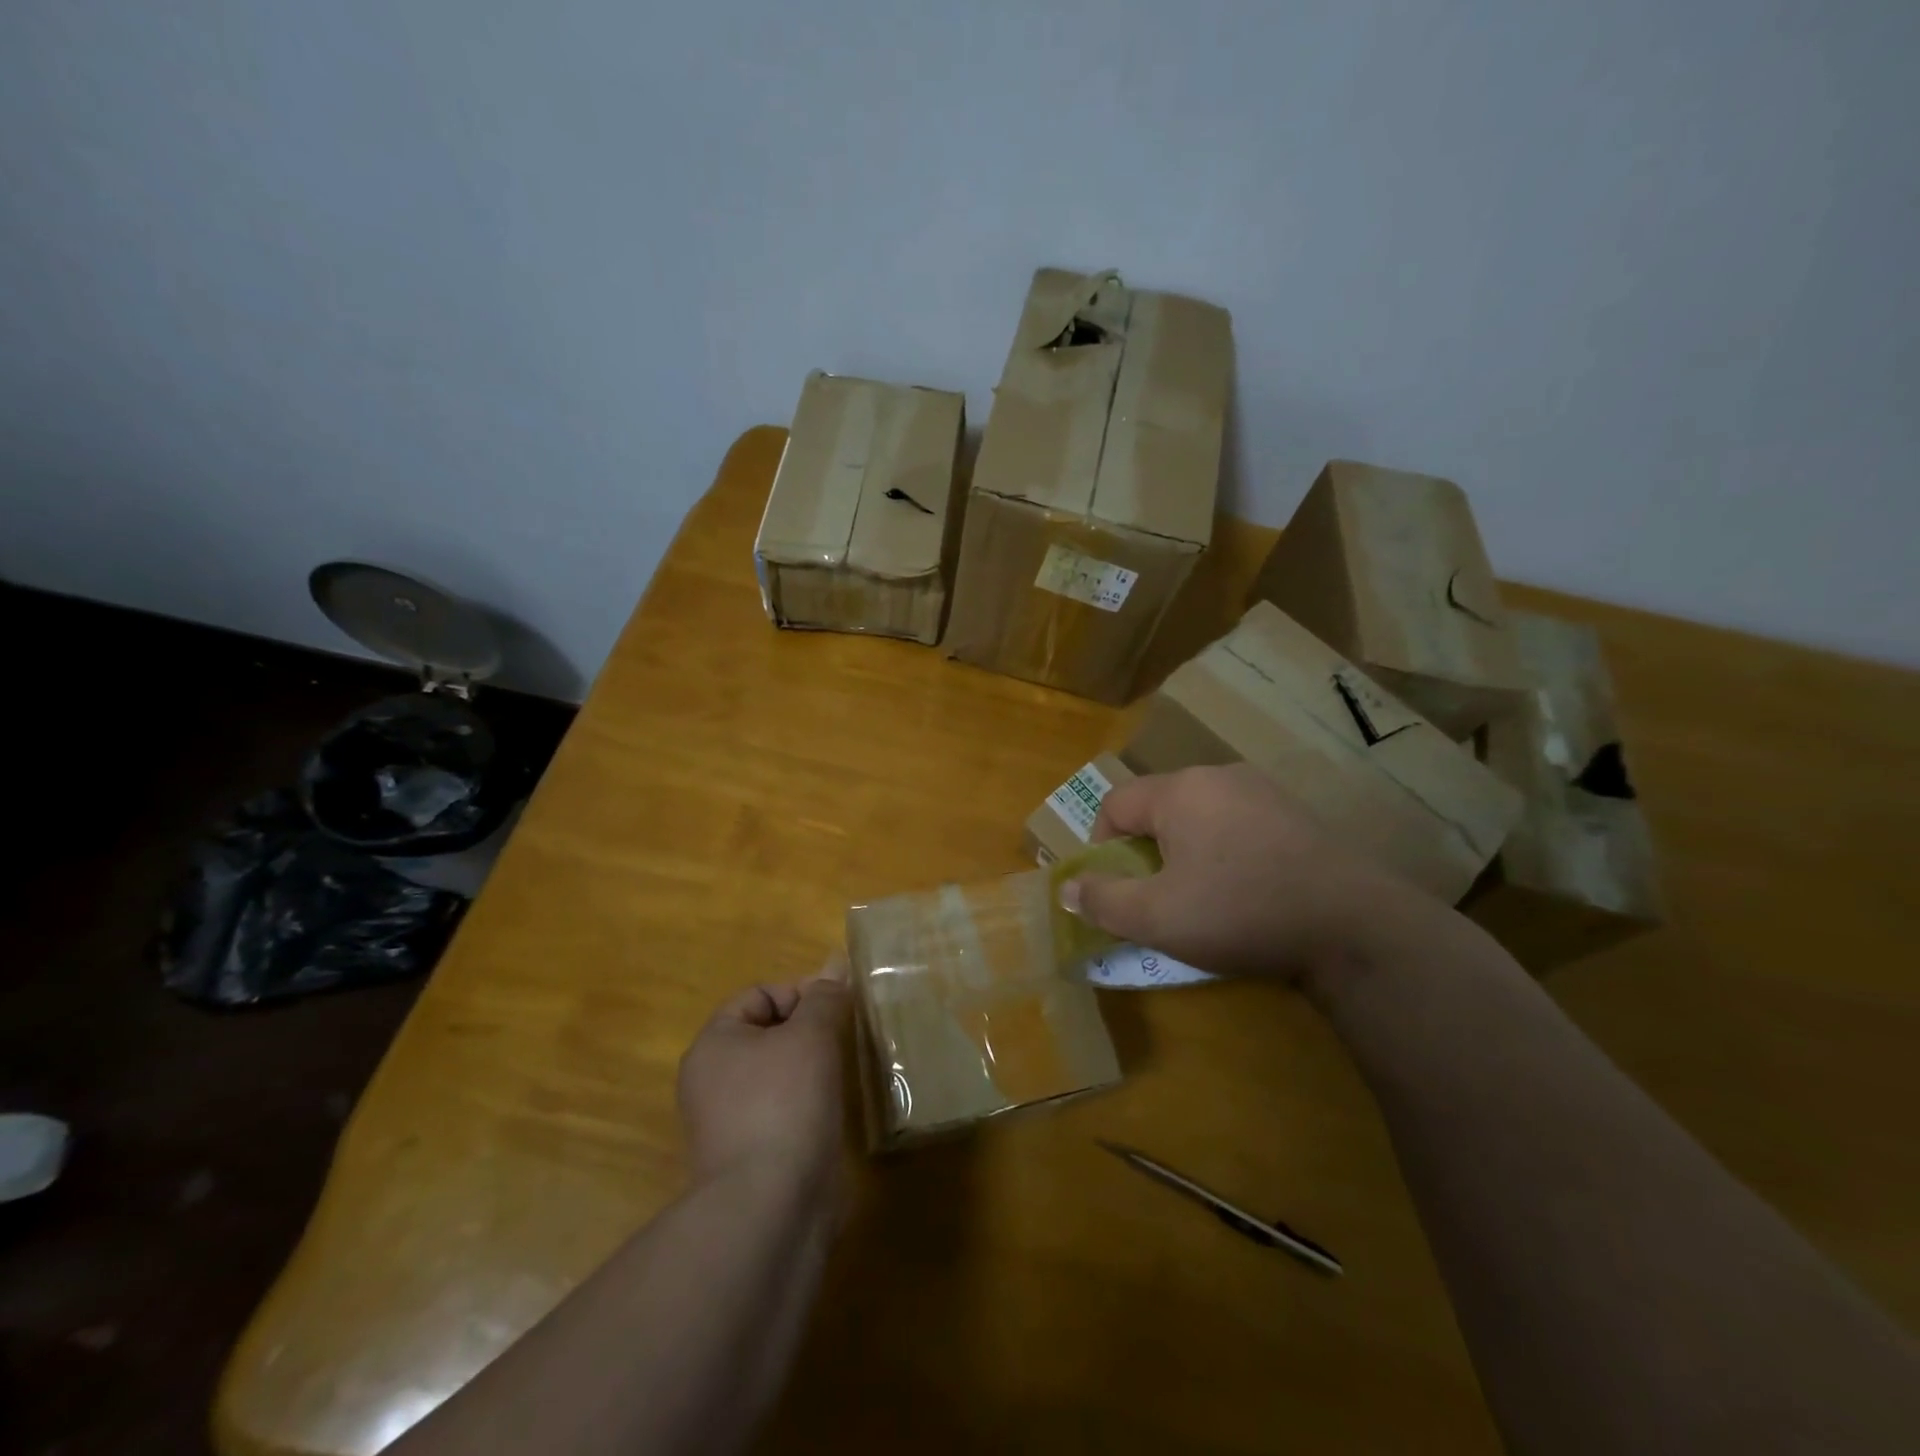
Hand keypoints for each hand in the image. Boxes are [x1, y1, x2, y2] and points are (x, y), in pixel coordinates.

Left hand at [677, 954, 850, 1190]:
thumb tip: (835, 961)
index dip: (800, 993)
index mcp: (714, 1044)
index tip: (836, 1010)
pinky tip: (833, 1112)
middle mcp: (712, 1080)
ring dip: (813, 1068)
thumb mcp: (811, 1035)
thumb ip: (825, 997)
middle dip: (809, 1031)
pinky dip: (809, 1105)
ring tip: (845, 1073)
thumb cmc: (785, 1103)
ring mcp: (729, 1122)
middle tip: (844, 1039)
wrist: (770, 1208)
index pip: (760, 995)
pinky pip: (784, 1111)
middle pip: (769, 1033)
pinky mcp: (751, 1156)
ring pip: (779, 1074)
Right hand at [1059, 765, 1439, 994]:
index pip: (1115, 804)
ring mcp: (1264, 791)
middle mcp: (1219, 776)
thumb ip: (1103, 900)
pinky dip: (1226, 852)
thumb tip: (1067, 888)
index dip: (1101, 845)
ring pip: (1200, 816)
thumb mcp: (1158, 917)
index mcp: (1180, 790)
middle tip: (1157, 897)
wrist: (1355, 927)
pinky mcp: (1297, 814)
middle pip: (1158, 807)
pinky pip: (1239, 824)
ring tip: (1202, 897)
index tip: (1115, 887)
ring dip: (1186, 852)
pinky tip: (1248, 891)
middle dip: (1146, 851)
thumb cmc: (1241, 912)